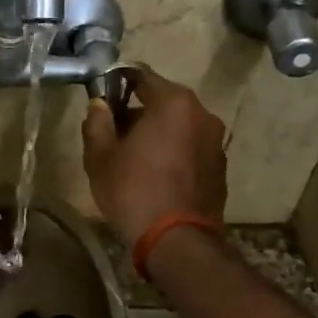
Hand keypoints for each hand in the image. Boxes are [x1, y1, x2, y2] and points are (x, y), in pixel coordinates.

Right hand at [82, 67, 227, 244]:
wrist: (177, 241)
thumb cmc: (134, 190)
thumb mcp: (100, 156)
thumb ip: (97, 122)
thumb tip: (99, 105)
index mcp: (174, 102)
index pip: (141, 76)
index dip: (118, 84)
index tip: (102, 98)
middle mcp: (202, 114)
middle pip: (163, 102)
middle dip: (138, 113)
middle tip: (113, 134)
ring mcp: (216, 142)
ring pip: (179, 126)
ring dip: (158, 134)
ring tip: (133, 158)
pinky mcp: (221, 167)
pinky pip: (191, 148)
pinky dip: (174, 153)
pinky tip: (155, 176)